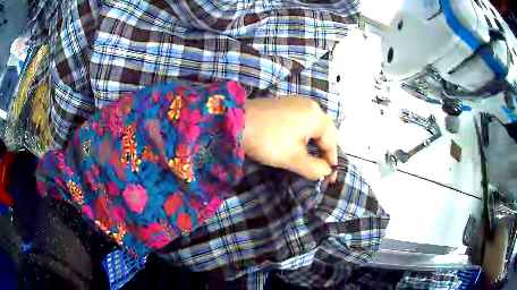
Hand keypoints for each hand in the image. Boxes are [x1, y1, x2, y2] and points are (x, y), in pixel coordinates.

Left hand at [242, 97, 337, 180]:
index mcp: (317, 116)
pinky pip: (302, 120)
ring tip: (310, 159)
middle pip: (324, 132)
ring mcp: (297, 102)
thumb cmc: (267, 140)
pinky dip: (303, 134)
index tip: (329, 178)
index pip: (331, 142)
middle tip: (320, 168)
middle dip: (323, 152)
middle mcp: (311, 105)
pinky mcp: (285, 103)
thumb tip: (327, 171)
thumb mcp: (293, 158)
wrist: (235, 121)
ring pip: (313, 126)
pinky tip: (297, 143)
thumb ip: (315, 168)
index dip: (331, 161)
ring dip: (313, 143)